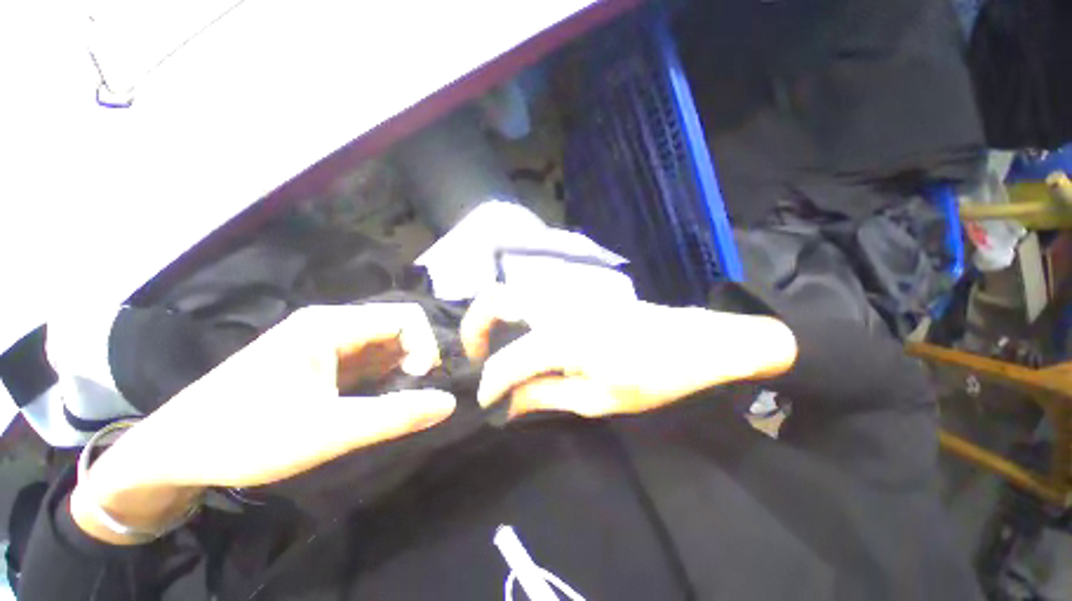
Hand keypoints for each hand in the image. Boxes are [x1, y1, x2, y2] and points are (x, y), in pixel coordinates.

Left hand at [73, 304, 455, 543]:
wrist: (175, 452)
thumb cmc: (245, 438)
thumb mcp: (326, 433)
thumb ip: (394, 416)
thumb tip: (450, 403)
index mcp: (330, 325)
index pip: (406, 318)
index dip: (426, 346)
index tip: (421, 382)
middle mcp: (330, 324)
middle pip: (398, 327)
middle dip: (417, 356)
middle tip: (412, 394)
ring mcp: (324, 341)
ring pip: (385, 343)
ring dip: (402, 367)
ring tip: (397, 400)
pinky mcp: (319, 360)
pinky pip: (368, 358)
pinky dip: (384, 375)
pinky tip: (378, 399)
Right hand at [461, 284, 796, 418]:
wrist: (695, 340)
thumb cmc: (654, 376)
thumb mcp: (600, 399)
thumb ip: (546, 396)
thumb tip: (507, 404)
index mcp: (562, 337)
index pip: (507, 360)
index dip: (489, 383)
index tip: (485, 403)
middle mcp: (555, 306)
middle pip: (496, 298)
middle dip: (475, 328)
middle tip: (477, 358)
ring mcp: (566, 293)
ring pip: (512, 293)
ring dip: (494, 317)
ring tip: (495, 348)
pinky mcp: (576, 293)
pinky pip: (532, 296)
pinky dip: (515, 312)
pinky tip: (524, 335)